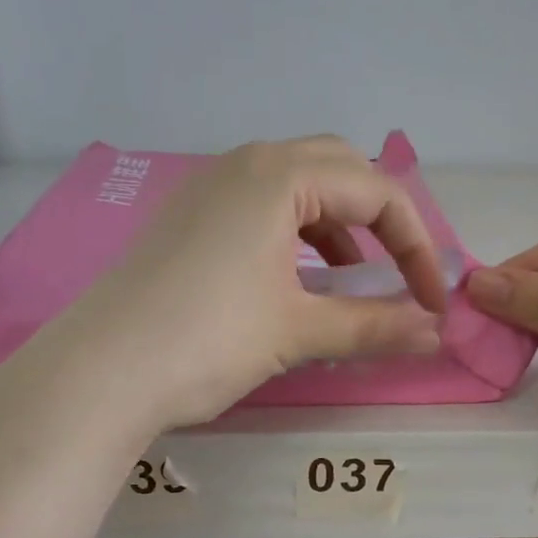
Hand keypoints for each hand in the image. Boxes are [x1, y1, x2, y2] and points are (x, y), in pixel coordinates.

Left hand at [49, 136, 448, 428]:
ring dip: (337, 227)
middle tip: (396, 273)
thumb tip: (437, 335)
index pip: (376, 192)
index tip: (432, 302)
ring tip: (352, 282)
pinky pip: (260, 208)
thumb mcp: (299, 332)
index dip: (416, 247)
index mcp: (279, 175)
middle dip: (380, 219)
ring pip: (296, 187)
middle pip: (338, 170)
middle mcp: (244, 165)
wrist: (100, 372)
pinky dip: (296, 236)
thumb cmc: (208, 340)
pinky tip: (296, 281)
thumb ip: (374, 327)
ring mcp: (208, 189)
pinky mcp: (186, 220)